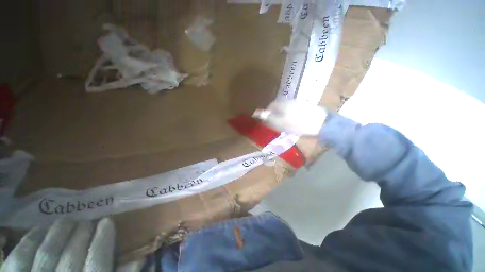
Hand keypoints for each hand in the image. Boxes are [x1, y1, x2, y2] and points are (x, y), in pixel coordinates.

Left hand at [1, 218, 114, 271]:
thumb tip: (140, 258)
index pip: (97, 264)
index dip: (103, 241)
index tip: (108, 221)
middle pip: (71, 257)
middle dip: (81, 234)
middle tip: (88, 220)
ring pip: (46, 253)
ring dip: (58, 233)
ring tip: (67, 221)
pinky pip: (20, 256)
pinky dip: (31, 239)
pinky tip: (41, 229)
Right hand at [253, 100, 327, 135]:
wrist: (321, 124)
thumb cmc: (298, 124)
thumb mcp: (280, 123)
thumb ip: (268, 118)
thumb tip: (257, 113)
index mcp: (282, 104)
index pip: (270, 106)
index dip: (268, 114)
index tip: (269, 122)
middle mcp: (289, 101)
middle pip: (278, 107)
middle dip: (276, 115)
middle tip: (278, 125)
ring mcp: (298, 103)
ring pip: (286, 109)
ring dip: (284, 116)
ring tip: (287, 125)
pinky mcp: (305, 106)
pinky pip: (293, 111)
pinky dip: (291, 116)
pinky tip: (295, 122)